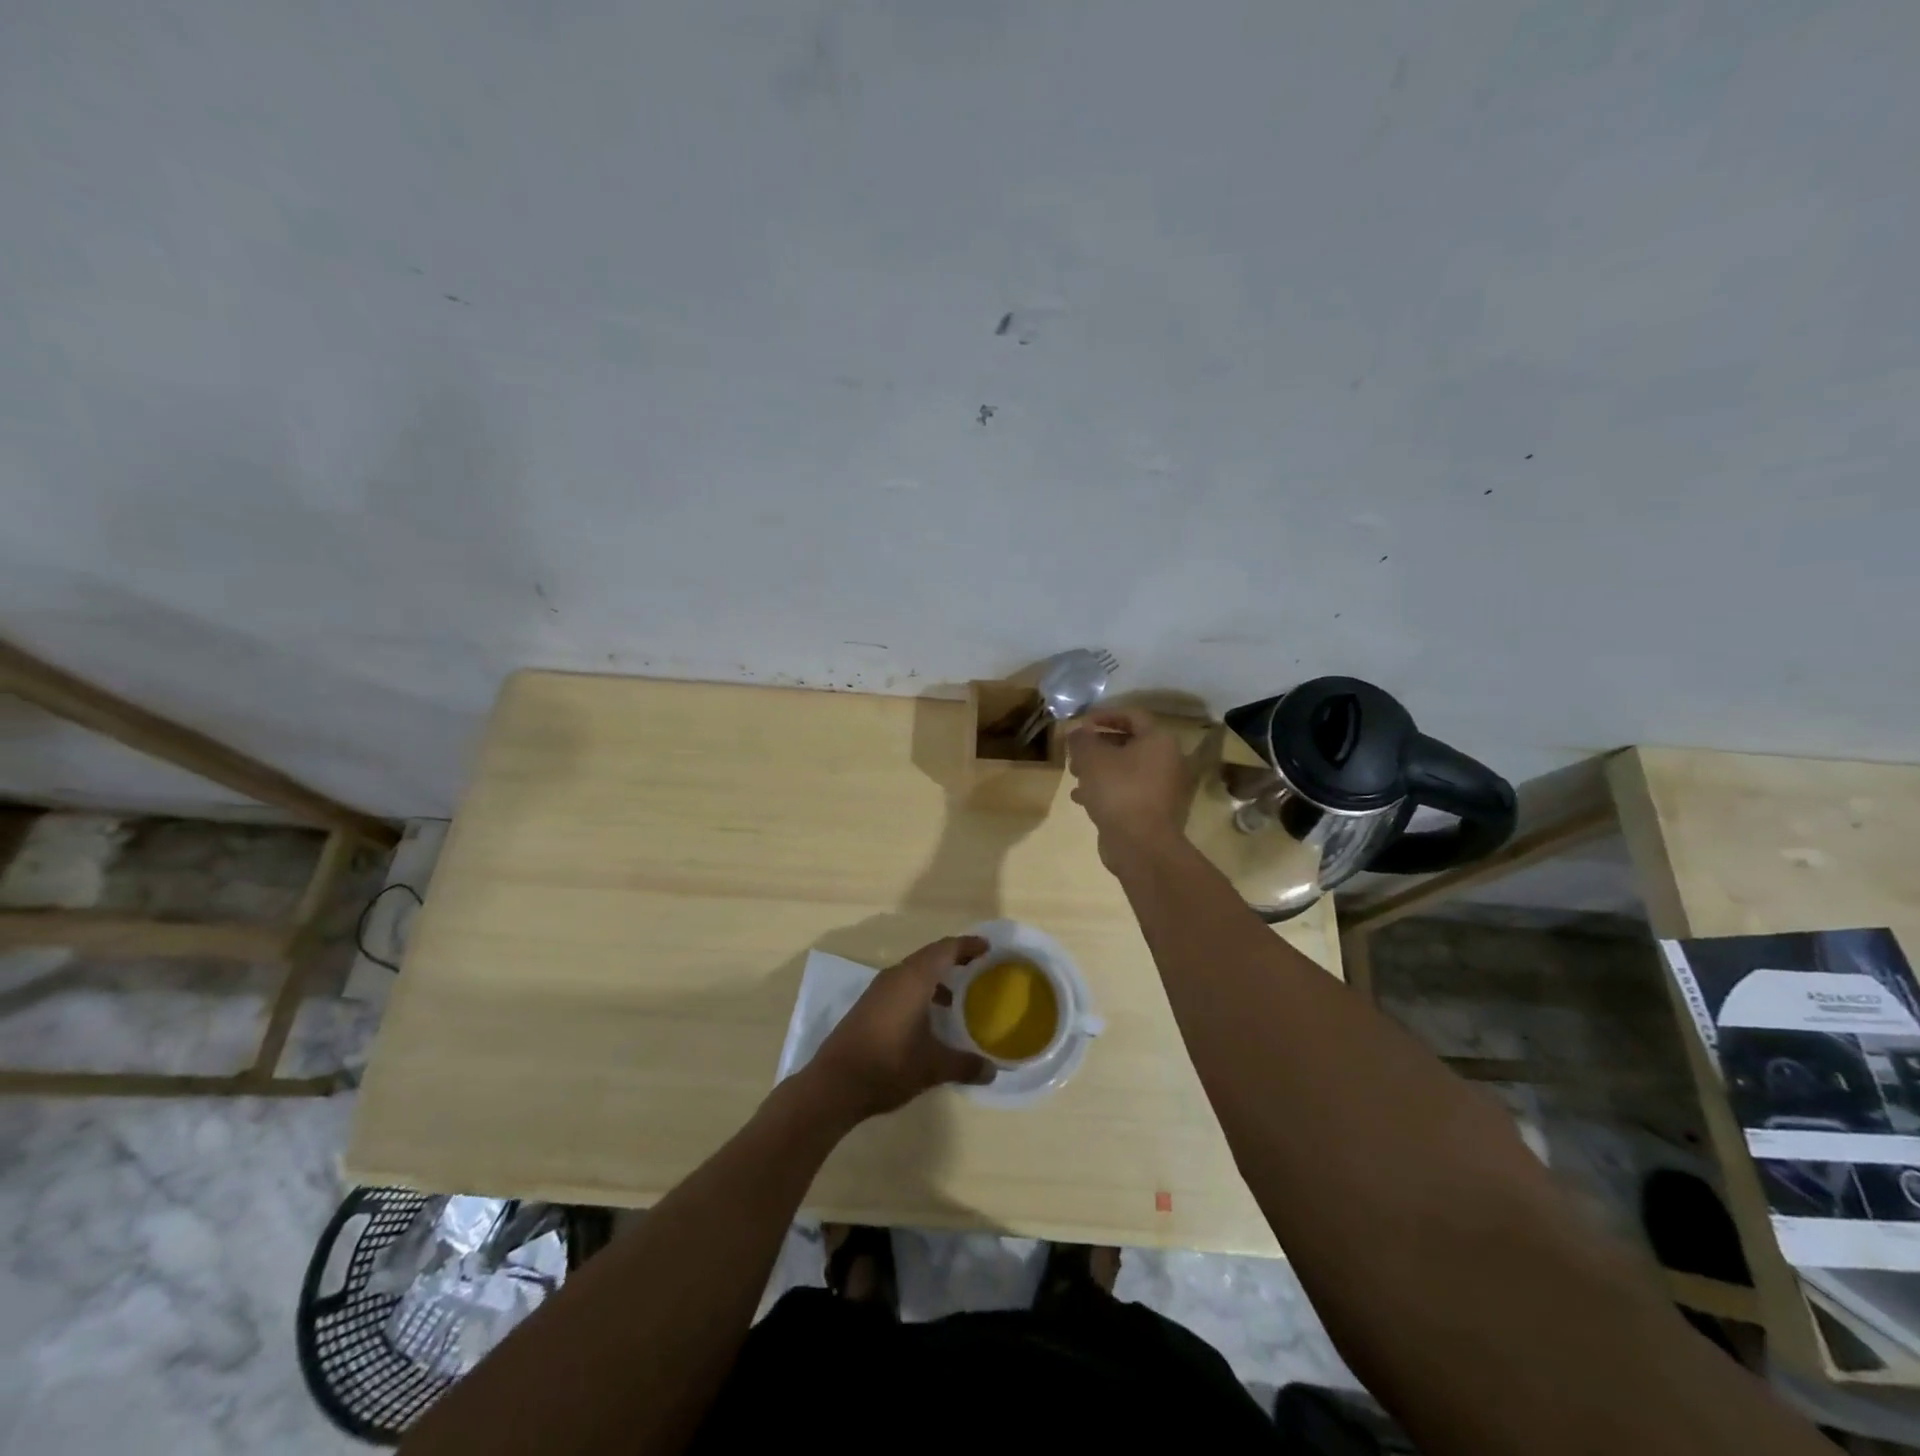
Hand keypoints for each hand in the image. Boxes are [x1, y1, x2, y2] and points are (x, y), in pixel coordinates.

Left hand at [805, 936, 994, 1122]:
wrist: (834, 1084)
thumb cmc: (888, 1065)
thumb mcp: (932, 1067)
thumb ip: (965, 1065)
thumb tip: (993, 1071)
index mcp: (914, 979)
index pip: (945, 949)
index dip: (968, 945)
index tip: (988, 947)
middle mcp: (896, 976)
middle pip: (929, 956)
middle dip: (954, 958)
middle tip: (978, 967)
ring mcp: (878, 990)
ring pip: (913, 972)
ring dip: (935, 977)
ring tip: (957, 996)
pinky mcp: (868, 1006)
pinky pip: (901, 986)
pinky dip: (920, 990)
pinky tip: (928, 1017)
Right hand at [1065, 709, 1193, 863]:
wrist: (1141, 845)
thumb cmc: (1119, 791)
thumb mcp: (1092, 759)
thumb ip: (1082, 739)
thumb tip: (1077, 730)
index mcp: (1159, 741)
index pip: (1132, 715)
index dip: (1104, 715)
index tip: (1081, 723)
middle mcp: (1168, 760)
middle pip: (1129, 743)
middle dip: (1098, 746)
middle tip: (1075, 752)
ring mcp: (1163, 788)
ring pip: (1127, 769)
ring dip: (1099, 769)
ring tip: (1074, 774)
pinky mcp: (1155, 810)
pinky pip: (1128, 791)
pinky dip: (1107, 790)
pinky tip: (1082, 798)